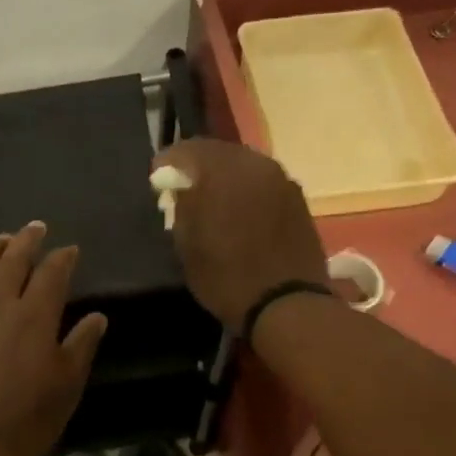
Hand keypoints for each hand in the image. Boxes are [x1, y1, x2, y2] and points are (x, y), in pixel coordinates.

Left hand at [0, 222, 108, 455]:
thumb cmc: (26, 418)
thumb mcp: (66, 385)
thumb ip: (81, 345)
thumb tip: (96, 316)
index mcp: (34, 316)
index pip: (51, 274)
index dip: (62, 258)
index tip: (70, 249)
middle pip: (13, 261)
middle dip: (27, 240)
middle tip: (36, 227)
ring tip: (2, 239)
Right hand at [151, 140, 328, 329]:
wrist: (287, 305)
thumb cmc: (227, 277)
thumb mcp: (187, 246)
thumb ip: (181, 206)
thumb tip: (180, 188)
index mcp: (223, 171)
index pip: (188, 150)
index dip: (168, 163)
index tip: (157, 181)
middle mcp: (256, 165)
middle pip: (219, 152)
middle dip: (198, 167)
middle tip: (183, 189)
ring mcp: (282, 180)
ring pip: (244, 166)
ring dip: (225, 177)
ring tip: (212, 201)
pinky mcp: (298, 199)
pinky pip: (263, 183)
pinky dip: (247, 191)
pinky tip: (239, 213)